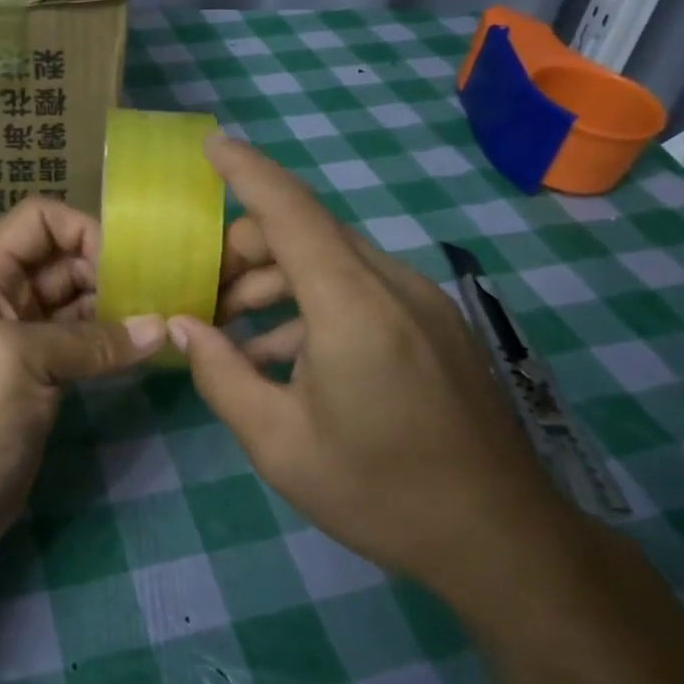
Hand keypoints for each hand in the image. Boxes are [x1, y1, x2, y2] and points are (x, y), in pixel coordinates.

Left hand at [0, 197, 164, 571]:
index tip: (127, 263)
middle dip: (109, 268)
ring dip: (116, 306)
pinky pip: (80, 345)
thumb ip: (91, 340)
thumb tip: (160, 327)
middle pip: (62, 261)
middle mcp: (0, 300)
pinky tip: (145, 349)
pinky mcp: (38, 380)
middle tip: (161, 292)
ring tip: (163, 318)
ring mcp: (21, 343)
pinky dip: (111, 343)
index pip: (37, 221)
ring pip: (75, 304)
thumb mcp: (20, 362)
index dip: (82, 229)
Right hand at [169, 137, 567, 598]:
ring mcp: (424, 303)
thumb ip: (221, 375)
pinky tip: (286, 354)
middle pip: (310, 232)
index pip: (293, 211)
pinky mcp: (438, 326)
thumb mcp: (278, 443)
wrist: (501, 540)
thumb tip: (183, 327)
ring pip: (335, 261)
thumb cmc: (379, 492)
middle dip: (248, 248)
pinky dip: (315, 304)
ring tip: (233, 332)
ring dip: (279, 281)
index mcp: (352, 307)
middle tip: (204, 292)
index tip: (212, 144)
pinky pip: (363, 291)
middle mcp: (393, 287)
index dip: (248, 171)